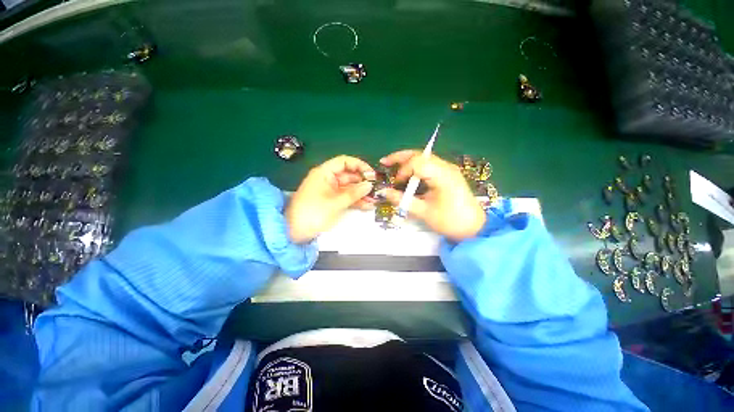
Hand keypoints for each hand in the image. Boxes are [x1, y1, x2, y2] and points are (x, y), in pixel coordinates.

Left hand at [286, 156, 375, 243]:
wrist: (294, 233)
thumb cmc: (312, 213)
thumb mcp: (335, 203)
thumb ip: (353, 193)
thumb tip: (370, 184)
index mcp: (324, 173)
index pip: (344, 162)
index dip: (359, 165)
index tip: (372, 174)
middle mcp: (328, 179)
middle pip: (349, 175)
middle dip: (363, 182)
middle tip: (377, 189)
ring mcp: (331, 191)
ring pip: (350, 188)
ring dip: (362, 194)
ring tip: (375, 200)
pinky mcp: (332, 202)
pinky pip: (347, 198)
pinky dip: (356, 201)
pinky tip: (368, 205)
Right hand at [381, 150, 485, 240]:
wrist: (474, 227)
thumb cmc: (450, 221)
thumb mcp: (424, 212)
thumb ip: (402, 200)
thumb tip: (384, 192)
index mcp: (442, 175)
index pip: (417, 162)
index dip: (402, 171)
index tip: (396, 184)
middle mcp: (446, 167)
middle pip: (420, 155)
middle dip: (400, 157)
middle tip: (384, 162)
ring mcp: (448, 169)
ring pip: (423, 157)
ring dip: (407, 160)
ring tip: (391, 165)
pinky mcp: (447, 173)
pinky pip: (428, 164)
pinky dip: (415, 167)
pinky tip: (407, 173)